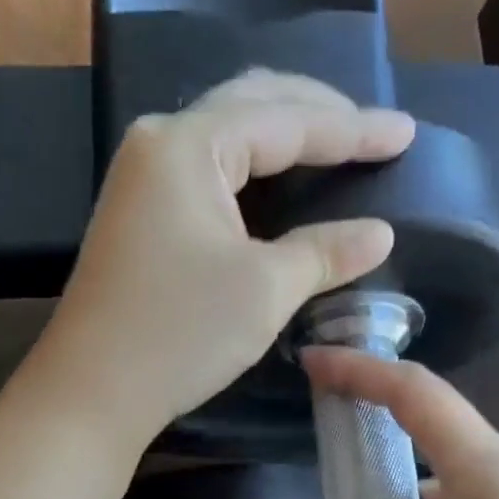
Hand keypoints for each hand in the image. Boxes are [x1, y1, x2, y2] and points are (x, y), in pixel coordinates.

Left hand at [28, 70, 414, 445]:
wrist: (91, 392)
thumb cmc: (179, 334)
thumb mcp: (264, 290)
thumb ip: (325, 251)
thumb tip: (379, 233)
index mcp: (187, 145)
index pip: (287, 120)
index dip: (353, 129)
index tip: (406, 133)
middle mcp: (159, 144)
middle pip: (251, 105)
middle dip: (317, 114)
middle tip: (372, 132)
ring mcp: (142, 179)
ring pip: (226, 136)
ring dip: (282, 135)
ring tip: (335, 144)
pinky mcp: (139, 215)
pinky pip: (208, 170)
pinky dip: (251, 169)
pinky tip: (277, 179)